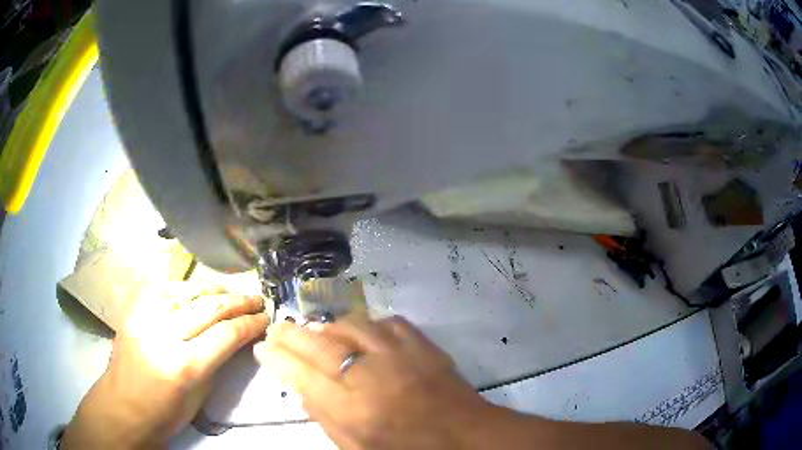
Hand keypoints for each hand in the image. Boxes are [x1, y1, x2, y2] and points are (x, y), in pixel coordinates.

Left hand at [62, 283, 268, 449]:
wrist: (123, 405)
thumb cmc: (166, 411)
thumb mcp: (201, 395)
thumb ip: (218, 360)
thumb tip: (238, 337)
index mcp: (185, 365)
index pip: (226, 334)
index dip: (250, 323)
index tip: (266, 318)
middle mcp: (164, 334)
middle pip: (209, 307)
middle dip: (239, 301)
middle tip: (257, 299)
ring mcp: (146, 316)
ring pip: (188, 290)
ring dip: (215, 289)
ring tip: (233, 291)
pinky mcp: (134, 308)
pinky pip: (165, 288)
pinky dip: (187, 287)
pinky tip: (199, 290)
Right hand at [254, 316, 499, 448]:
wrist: (464, 435)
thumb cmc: (407, 449)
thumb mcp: (357, 447)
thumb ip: (325, 418)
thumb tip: (299, 386)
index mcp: (354, 411)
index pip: (302, 376)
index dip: (278, 360)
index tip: (263, 349)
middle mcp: (372, 377)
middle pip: (319, 346)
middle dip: (291, 334)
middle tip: (277, 328)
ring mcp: (400, 355)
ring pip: (350, 326)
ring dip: (327, 327)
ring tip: (316, 332)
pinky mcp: (422, 343)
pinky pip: (386, 322)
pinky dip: (367, 324)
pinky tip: (361, 332)